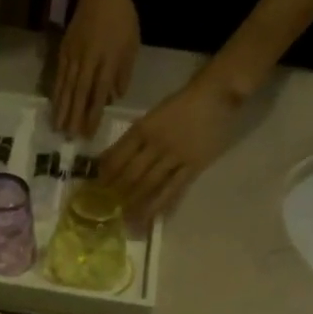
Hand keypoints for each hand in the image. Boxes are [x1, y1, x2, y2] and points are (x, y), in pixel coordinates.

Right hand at [52, 0, 139, 138]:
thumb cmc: (122, 18)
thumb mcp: (131, 44)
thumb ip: (123, 72)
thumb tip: (114, 97)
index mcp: (108, 60)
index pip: (99, 93)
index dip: (93, 114)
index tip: (89, 133)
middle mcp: (89, 60)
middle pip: (80, 94)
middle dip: (74, 117)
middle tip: (69, 137)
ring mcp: (74, 55)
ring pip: (67, 87)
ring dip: (62, 109)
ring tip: (58, 127)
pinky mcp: (64, 50)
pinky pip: (60, 76)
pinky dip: (56, 92)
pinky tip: (54, 105)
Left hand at [98, 71, 246, 224]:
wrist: (217, 94)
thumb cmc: (182, 103)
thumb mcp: (153, 115)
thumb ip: (135, 137)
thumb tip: (111, 159)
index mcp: (143, 128)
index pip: (118, 155)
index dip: (105, 174)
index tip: (95, 187)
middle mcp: (156, 144)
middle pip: (131, 174)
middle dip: (116, 193)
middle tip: (105, 209)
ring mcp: (176, 156)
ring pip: (150, 185)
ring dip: (135, 203)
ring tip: (124, 219)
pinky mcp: (194, 166)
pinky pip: (174, 189)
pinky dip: (161, 204)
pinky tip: (151, 216)